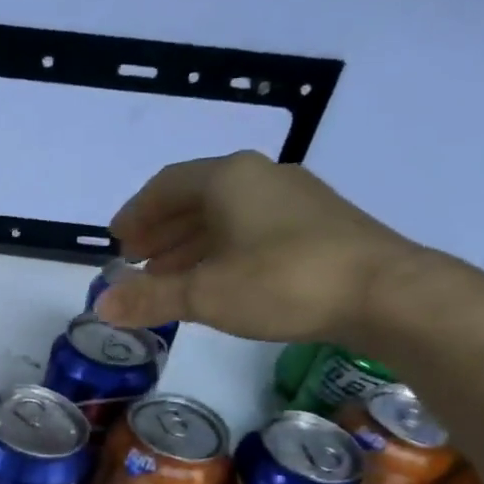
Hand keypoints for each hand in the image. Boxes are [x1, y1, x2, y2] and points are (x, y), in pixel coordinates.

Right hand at [93, 151, 426, 342]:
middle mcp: (260, 177)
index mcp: (228, 178)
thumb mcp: (205, 294)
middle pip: (196, 198)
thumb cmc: (282, 282)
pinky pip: (251, 229)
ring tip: (167, 274)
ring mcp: (294, 199)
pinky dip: (222, 250)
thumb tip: (100, 306)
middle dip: (161, 230)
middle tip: (136, 260)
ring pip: (226, 216)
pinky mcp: (317, 225)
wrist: (384, 293)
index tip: (117, 240)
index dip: (136, 213)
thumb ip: (150, 298)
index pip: (166, 186)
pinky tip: (218, 279)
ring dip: (190, 243)